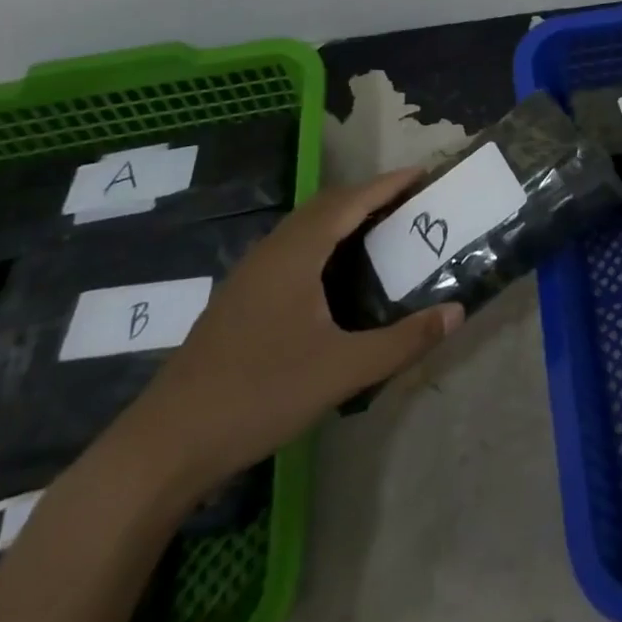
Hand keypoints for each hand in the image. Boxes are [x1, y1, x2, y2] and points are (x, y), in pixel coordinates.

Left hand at [118, 167, 462, 497]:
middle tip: (410, 202)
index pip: (350, 201)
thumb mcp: (342, 370)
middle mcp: (271, 253)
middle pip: (326, 205)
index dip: (388, 184)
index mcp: (296, 254)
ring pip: (304, 227)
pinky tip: (335, 275)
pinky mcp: (239, 300)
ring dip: (344, 217)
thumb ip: (403, 340)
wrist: (164, 448)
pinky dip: (323, 241)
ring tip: (381, 229)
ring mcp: (249, 276)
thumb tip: (457, 312)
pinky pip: (291, 249)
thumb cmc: (258, 395)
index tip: (424, 173)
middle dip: (369, 196)